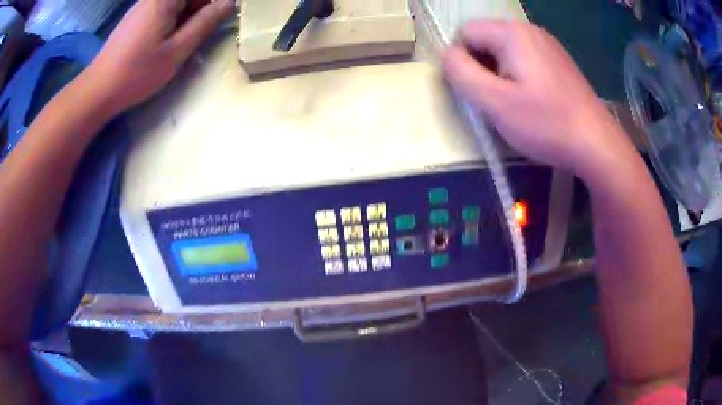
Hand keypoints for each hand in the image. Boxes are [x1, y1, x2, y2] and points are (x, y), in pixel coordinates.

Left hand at [87, 0, 234, 114]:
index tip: (219, 20)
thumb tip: (229, 2)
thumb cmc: (137, 72)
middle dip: (202, 9)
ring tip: (186, 38)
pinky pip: (164, 9)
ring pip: (177, 3)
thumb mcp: (177, 50)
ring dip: (189, 16)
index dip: (214, 4)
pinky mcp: (137, 16)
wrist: (98, 90)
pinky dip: (174, 19)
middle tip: (203, 32)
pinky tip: (170, 38)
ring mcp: (144, 4)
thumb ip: (205, 22)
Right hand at [441, 21, 634, 178]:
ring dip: (499, 73)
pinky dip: (518, 76)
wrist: (596, 143)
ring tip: (515, 103)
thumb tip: (447, 55)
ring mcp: (547, 44)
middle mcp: (530, 30)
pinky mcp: (558, 61)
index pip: (465, 33)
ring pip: (504, 50)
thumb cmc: (546, 123)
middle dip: (481, 67)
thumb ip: (461, 73)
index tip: (478, 91)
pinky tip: (533, 100)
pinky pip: (525, 59)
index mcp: (512, 33)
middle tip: (497, 100)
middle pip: (485, 39)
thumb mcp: (495, 102)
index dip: (462, 61)